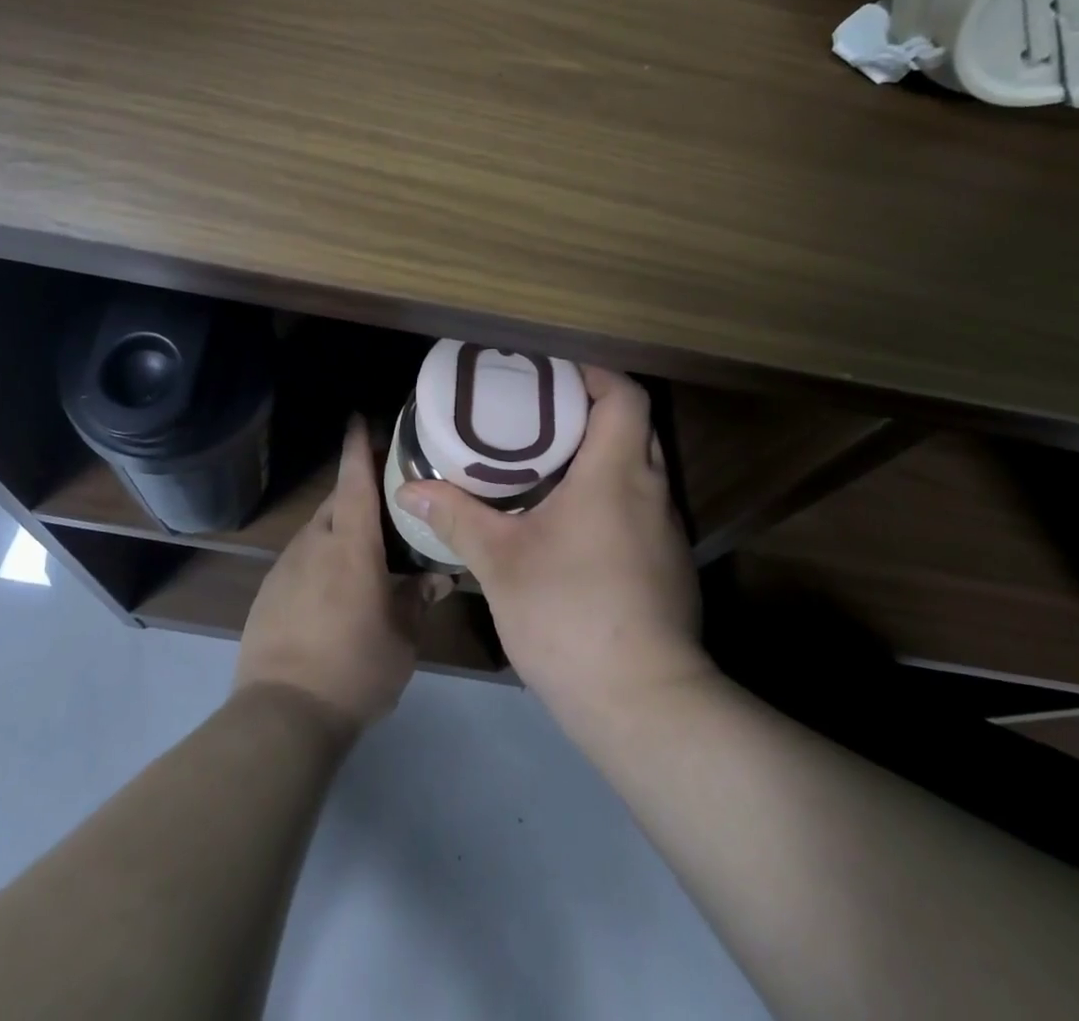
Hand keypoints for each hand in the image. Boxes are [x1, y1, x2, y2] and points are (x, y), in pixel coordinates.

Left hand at [236, 417, 453, 733]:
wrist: (282, 714)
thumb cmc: (354, 667)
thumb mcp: (402, 637)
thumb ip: (419, 599)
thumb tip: (438, 577)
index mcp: (350, 544)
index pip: (355, 480)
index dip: (358, 447)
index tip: (359, 418)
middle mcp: (314, 543)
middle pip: (336, 502)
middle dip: (357, 491)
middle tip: (387, 499)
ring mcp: (285, 567)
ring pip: (318, 531)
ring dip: (340, 529)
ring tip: (366, 548)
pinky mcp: (268, 593)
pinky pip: (301, 560)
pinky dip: (321, 559)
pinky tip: (335, 589)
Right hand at [396, 367, 711, 731]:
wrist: (642, 702)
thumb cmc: (569, 614)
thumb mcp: (501, 562)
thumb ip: (457, 517)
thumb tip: (409, 490)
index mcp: (616, 473)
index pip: (624, 395)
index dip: (593, 375)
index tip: (553, 377)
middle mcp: (651, 490)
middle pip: (634, 426)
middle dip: (591, 412)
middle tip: (539, 417)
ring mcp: (667, 530)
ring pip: (640, 469)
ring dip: (602, 456)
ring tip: (549, 464)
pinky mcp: (669, 565)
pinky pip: (642, 506)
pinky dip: (611, 495)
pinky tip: (573, 524)